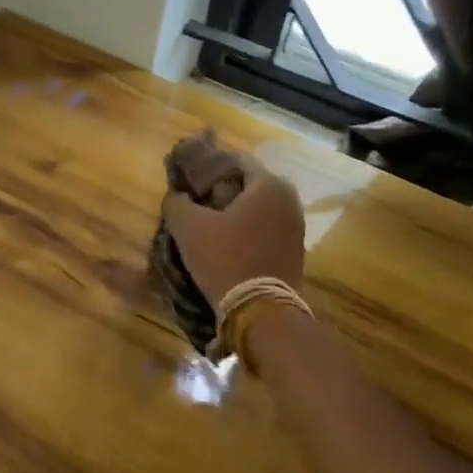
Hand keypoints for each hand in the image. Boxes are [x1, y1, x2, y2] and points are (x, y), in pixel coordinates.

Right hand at [163, 154, 304, 304]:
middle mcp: (289, 200)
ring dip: (236, 212)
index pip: (236, 161)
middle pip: (249, 185)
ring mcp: (296, 227)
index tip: (190, 180)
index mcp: (268, 185)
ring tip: (209, 224)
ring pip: (259, 209)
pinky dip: (248, 231)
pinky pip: (267, 229)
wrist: (261, 311)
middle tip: (197, 202)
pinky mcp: (295, 251)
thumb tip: (175, 196)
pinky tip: (227, 243)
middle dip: (223, 191)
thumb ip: (177, 203)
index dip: (210, 167)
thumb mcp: (188, 227)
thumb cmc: (225, 258)